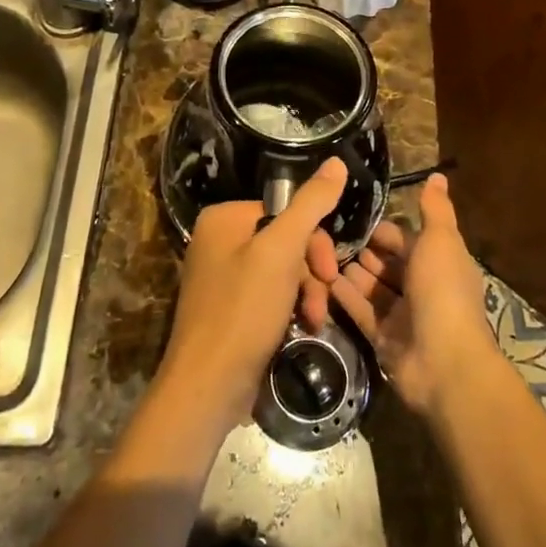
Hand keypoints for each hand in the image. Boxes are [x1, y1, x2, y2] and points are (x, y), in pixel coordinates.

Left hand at [153, 159, 346, 440]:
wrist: (208, 386)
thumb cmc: (243, 310)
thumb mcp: (281, 251)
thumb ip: (311, 205)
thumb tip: (337, 161)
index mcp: (224, 218)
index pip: (286, 211)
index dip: (314, 240)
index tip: (329, 270)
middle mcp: (219, 241)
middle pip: (286, 241)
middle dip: (311, 271)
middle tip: (324, 296)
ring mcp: (223, 277)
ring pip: (283, 271)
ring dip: (306, 293)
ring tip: (312, 319)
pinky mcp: (230, 310)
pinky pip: (271, 296)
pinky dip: (290, 309)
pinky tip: (301, 328)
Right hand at [327, 174, 497, 417]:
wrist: (444, 362)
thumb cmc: (443, 292)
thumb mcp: (440, 241)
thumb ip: (435, 209)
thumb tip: (438, 175)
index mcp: (440, 263)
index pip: (408, 240)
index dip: (384, 231)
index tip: (354, 219)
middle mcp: (423, 288)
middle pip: (389, 265)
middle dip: (365, 252)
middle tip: (329, 236)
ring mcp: (403, 316)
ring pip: (373, 289)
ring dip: (352, 273)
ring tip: (321, 256)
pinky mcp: (384, 339)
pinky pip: (361, 313)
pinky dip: (345, 298)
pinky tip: (323, 281)